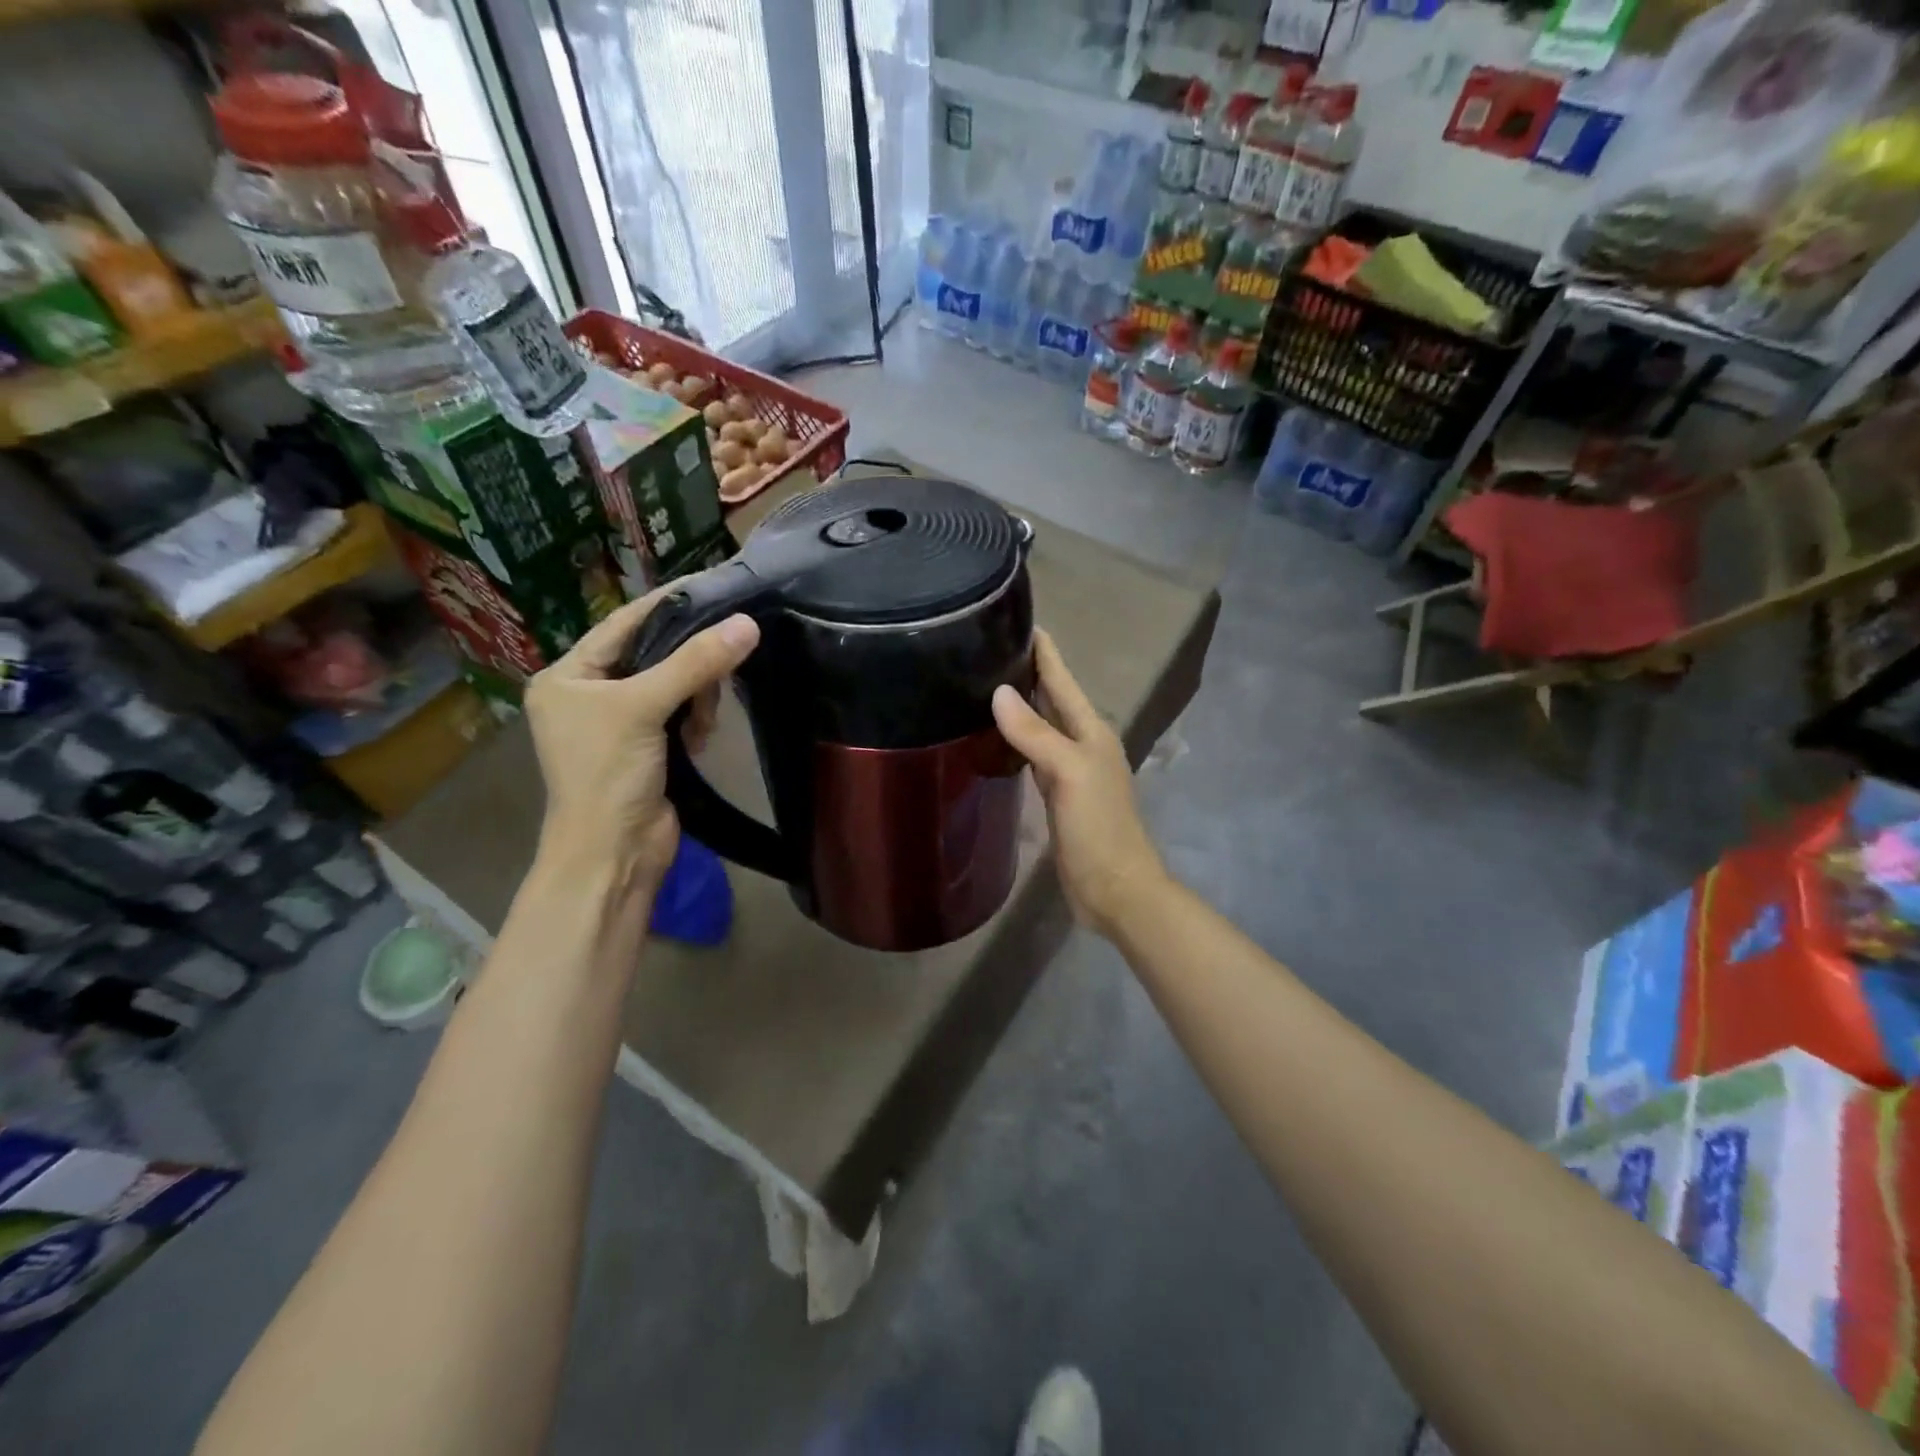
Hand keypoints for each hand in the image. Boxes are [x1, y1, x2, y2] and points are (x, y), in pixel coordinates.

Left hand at [525, 589, 759, 888]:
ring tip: (702, 721)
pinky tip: (701, 738)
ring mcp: (621, 723)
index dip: (667, 605)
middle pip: (653, 653)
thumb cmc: (608, 775)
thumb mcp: (644, 709)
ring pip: (674, 684)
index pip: (624, 623)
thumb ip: (695, 664)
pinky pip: (681, 714)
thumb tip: (748, 623)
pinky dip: (696, 721)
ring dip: (696, 697)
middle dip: (689, 662)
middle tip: (721, 665)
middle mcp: (590, 694)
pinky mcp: (649, 748)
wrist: (613, 855)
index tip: (713, 586)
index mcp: (568, 676)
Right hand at [992, 630, 1167, 934]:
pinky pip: (1033, 755)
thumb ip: (1036, 733)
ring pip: (1042, 725)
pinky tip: (997, 736)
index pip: (1062, 679)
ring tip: (985, 682)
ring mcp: (1070, 769)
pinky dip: (1016, 740)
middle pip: (1052, 698)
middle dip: (1027, 672)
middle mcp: (1082, 743)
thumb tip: (999, 691)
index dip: (1043, 650)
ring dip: (1021, 705)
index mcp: (1091, 731)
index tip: (1015, 618)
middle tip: (987, 646)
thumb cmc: (1098, 828)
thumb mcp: (1068, 773)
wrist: (1115, 888)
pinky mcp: (1057, 794)